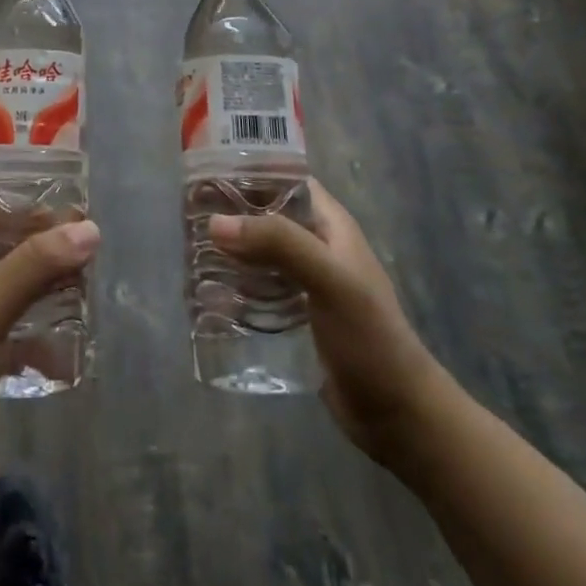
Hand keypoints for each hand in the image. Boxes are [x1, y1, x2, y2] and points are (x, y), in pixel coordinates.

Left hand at [0, 196, 99, 488]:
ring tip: (80, 286)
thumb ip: (32, 268)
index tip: (47, 201)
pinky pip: (8, 332)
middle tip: (76, 244)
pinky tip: (65, 348)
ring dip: (38, 285)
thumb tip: (87, 229)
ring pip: (2, 288)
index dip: (1, 197)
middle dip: (32, 242)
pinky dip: (35, 333)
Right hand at [212, 180, 445, 466]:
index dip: (250, 169)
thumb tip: (215, 222)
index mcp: (329, 224)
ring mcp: (304, 281)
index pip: (286, 178)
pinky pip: (257, 288)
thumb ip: (279, 244)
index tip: (206, 170)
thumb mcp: (330, 280)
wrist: (398, 415)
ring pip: (258, 251)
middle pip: (265, 214)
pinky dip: (234, 285)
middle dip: (230, 212)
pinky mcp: (294, 315)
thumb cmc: (370, 337)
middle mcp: (315, 245)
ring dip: (229, 249)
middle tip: (187, 214)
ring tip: (188, 249)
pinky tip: (207, 292)